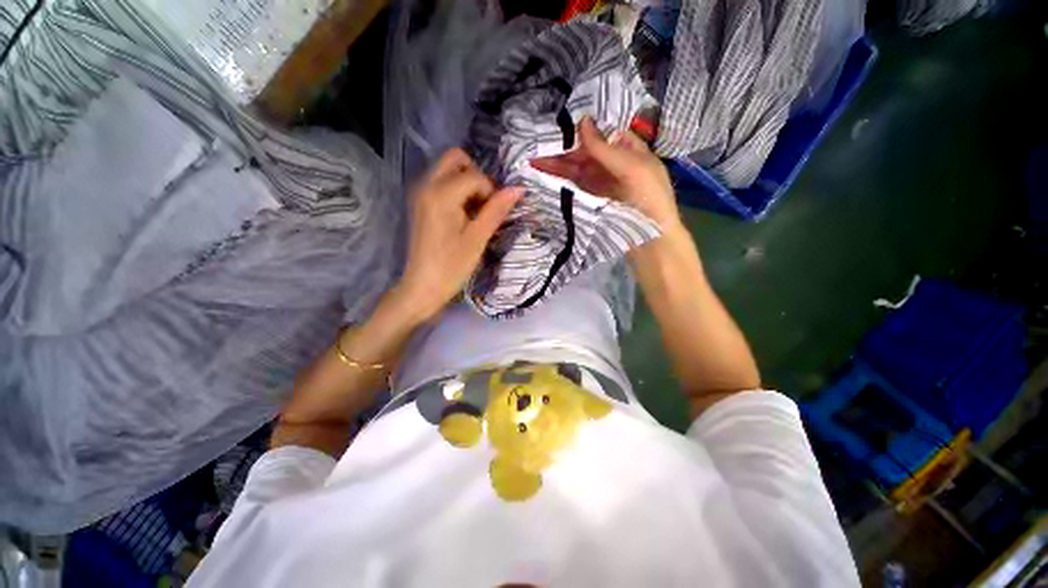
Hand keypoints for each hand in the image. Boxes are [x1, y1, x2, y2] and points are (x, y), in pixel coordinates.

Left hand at [396, 148, 521, 321]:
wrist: (422, 287)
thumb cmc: (452, 266)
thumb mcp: (477, 238)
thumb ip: (496, 210)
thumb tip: (519, 188)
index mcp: (440, 194)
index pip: (475, 175)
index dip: (490, 191)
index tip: (492, 214)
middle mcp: (426, 185)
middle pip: (455, 158)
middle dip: (476, 175)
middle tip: (484, 203)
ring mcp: (420, 193)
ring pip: (447, 169)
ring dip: (466, 182)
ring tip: (474, 212)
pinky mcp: (419, 203)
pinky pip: (440, 182)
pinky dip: (455, 190)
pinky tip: (462, 215)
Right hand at [532, 116, 680, 232]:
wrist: (650, 240)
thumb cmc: (649, 198)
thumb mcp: (632, 168)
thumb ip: (605, 148)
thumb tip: (582, 121)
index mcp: (628, 150)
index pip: (599, 133)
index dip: (579, 129)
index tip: (556, 124)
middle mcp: (612, 164)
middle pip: (584, 152)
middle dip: (562, 148)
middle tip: (534, 144)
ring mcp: (600, 183)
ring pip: (576, 169)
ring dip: (556, 164)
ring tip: (531, 160)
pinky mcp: (591, 200)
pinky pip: (574, 186)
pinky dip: (560, 181)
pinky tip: (543, 175)